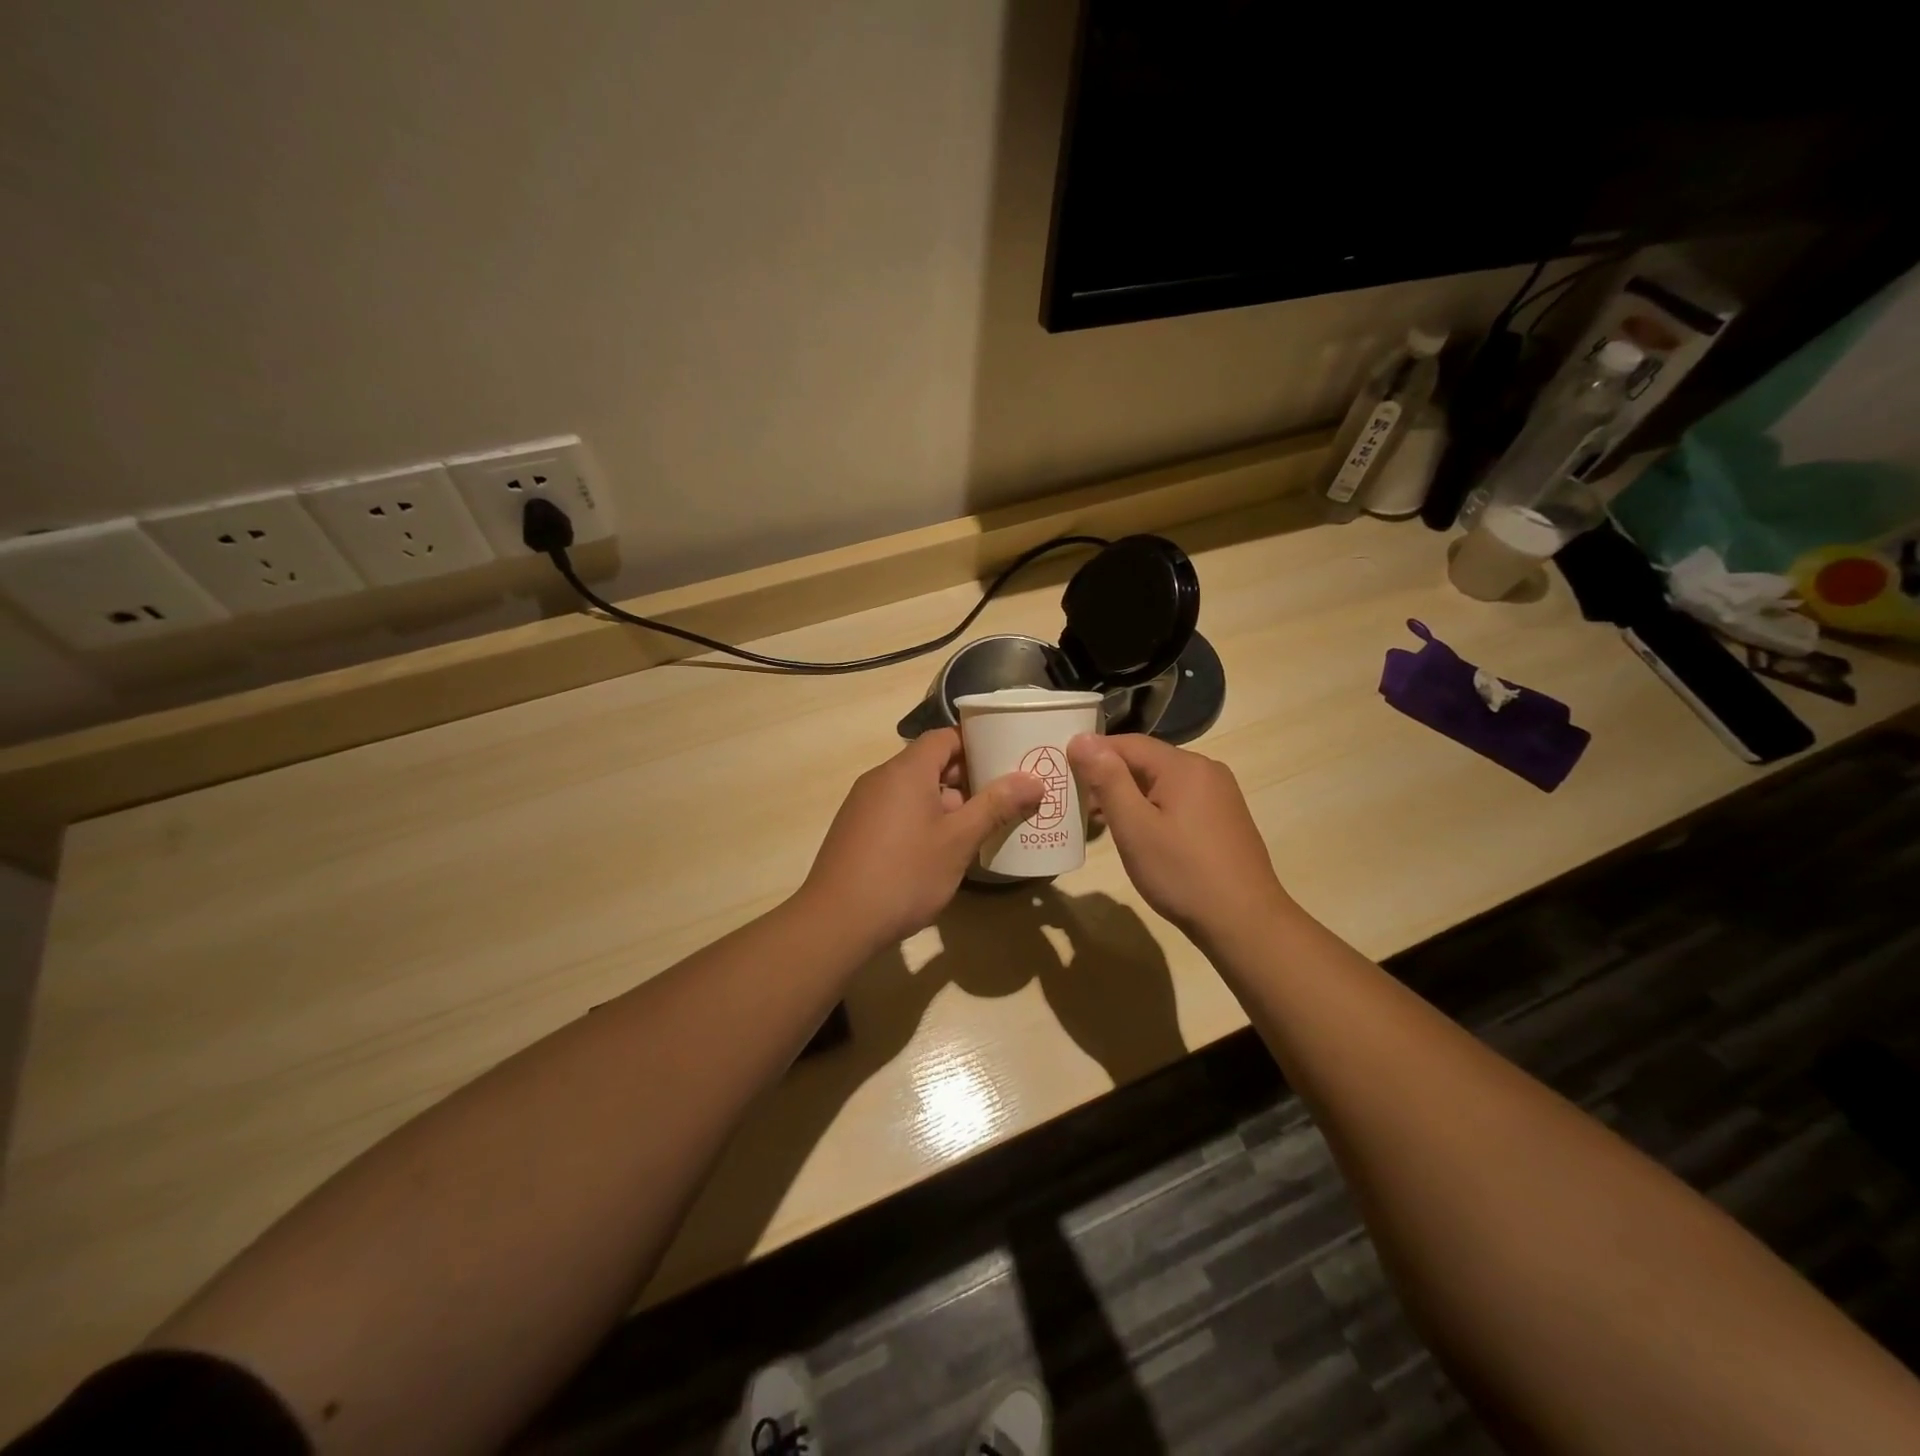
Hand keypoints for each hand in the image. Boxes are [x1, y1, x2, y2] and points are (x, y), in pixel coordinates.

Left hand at [800, 728, 1044, 947]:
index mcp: (906, 770)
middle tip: (1002, 798)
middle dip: (967, 778)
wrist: (836, 922)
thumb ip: (995, 806)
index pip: (945, 737)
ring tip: (978, 827)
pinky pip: (896, 810)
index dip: (977, 744)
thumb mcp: (958, 841)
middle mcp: (881, 778)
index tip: (1006, 760)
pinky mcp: (856, 830)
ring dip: (946, 803)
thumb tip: (1033, 779)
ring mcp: (863, 804)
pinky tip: (940, 850)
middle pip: (929, 762)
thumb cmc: (904, 874)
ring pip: (913, 790)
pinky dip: (922, 819)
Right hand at [1067, 734, 1289, 941]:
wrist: (1244, 922)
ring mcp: (1220, 794)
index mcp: (1184, 765)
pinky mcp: (1224, 818)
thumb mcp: (1134, 826)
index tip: (1064, 772)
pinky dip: (1154, 809)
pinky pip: (1179, 800)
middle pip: (1146, 761)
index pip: (1127, 743)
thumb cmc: (1182, 873)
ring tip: (1102, 821)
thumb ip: (1107, 779)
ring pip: (1162, 782)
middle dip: (1110, 777)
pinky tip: (1140, 834)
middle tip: (1079, 803)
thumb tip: (1081, 738)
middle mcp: (1206, 770)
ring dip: (1131, 796)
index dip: (1093, 753)